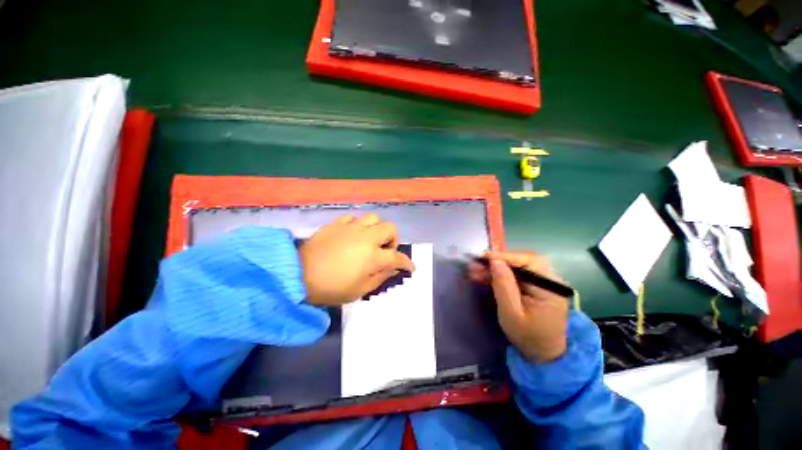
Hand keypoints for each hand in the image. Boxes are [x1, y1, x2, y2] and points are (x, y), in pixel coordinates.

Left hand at [299, 214, 414, 305]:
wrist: (297, 276)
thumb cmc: (331, 288)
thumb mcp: (359, 291)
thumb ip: (380, 277)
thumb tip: (392, 269)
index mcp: (373, 256)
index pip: (397, 257)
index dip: (407, 263)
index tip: (410, 267)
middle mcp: (366, 237)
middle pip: (390, 228)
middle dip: (393, 240)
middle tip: (384, 251)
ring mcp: (351, 228)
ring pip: (373, 218)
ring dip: (375, 229)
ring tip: (368, 239)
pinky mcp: (336, 224)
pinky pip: (353, 217)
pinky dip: (356, 225)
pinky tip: (351, 234)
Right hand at [469, 251, 568, 361]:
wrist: (542, 355)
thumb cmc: (527, 336)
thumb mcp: (511, 313)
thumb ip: (503, 286)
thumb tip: (495, 261)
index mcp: (550, 287)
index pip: (528, 261)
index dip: (504, 257)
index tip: (483, 258)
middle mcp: (550, 281)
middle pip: (522, 261)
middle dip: (498, 261)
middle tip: (478, 265)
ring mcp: (543, 283)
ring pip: (518, 267)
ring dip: (497, 268)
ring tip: (477, 271)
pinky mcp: (535, 287)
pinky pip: (517, 275)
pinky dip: (501, 274)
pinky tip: (486, 276)